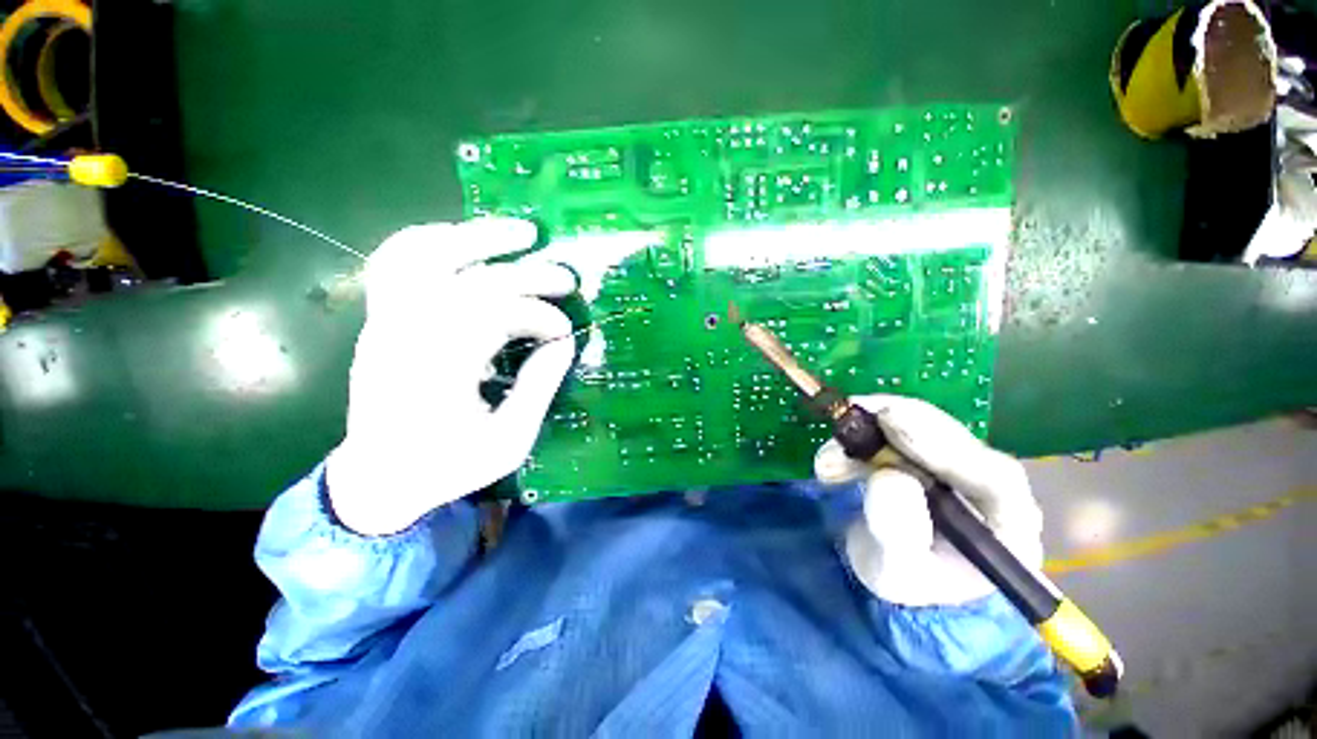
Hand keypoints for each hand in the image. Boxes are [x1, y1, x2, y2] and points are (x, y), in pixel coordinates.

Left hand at [327, 218, 576, 535]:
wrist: (378, 478)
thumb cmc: (447, 467)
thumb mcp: (508, 442)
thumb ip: (538, 389)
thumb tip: (563, 343)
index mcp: (438, 373)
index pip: (496, 318)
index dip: (540, 318)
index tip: (566, 333)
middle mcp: (406, 335)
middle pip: (472, 280)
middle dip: (528, 275)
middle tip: (566, 277)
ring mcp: (386, 321)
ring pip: (425, 254)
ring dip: (478, 236)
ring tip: (522, 232)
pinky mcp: (381, 319)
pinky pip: (394, 261)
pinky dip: (429, 239)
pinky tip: (462, 239)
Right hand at [814, 395, 1042, 606]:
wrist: (889, 574)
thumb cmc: (902, 583)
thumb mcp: (893, 571)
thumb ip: (896, 533)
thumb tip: (888, 478)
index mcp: (1008, 527)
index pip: (993, 476)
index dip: (942, 445)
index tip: (891, 421)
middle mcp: (991, 488)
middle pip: (954, 440)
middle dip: (898, 426)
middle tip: (852, 417)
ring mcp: (959, 466)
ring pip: (922, 428)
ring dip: (870, 431)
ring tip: (828, 457)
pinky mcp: (928, 453)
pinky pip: (899, 430)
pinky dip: (864, 433)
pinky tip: (837, 450)